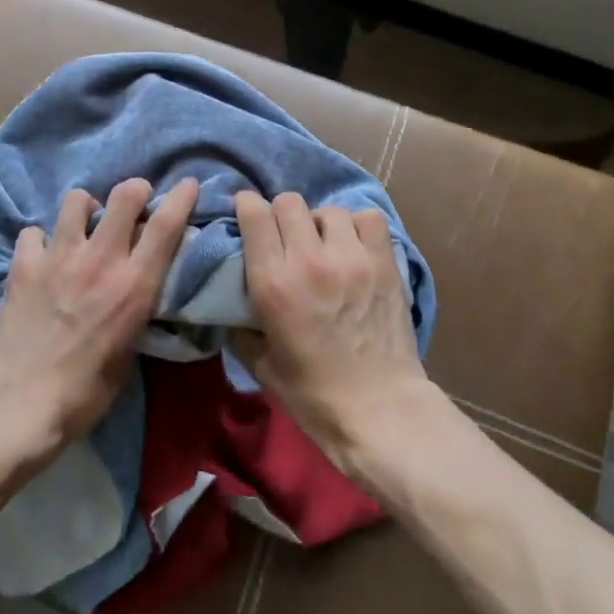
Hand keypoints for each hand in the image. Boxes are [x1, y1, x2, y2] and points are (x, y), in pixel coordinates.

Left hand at [0, 177, 198, 469]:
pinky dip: (41, 240)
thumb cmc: (85, 392)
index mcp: (134, 285)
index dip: (181, 197)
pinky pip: (34, 232)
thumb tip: (139, 286)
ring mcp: (59, 257)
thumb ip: (136, 308)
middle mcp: (100, 260)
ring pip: (77, 200)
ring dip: (87, 208)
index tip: (188, 185)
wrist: (19, 403)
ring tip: (84, 227)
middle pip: (125, 196)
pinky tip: (43, 256)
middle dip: (135, 190)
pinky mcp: (24, 265)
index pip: (166, 225)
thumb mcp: (129, 350)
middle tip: (134, 204)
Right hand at [232, 191, 430, 477]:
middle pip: (289, 203)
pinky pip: (368, 219)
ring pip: (328, 210)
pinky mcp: (383, 263)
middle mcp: (309, 260)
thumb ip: (241, 325)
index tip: (246, 213)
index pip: (255, 215)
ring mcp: (351, 258)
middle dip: (281, 214)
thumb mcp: (260, 364)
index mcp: (273, 283)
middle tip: (284, 236)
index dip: (247, 206)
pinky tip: (353, 247)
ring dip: (319, 223)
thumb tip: (229, 301)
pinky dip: (357, 226)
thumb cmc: (313, 395)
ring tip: (322, 244)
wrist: (379, 410)